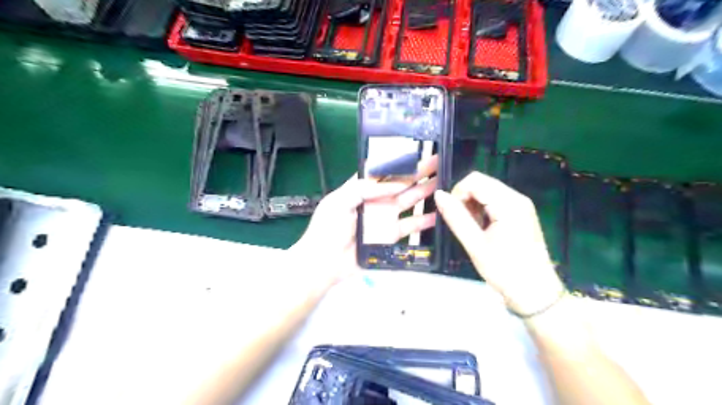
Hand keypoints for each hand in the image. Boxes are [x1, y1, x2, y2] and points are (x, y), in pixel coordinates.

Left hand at [289, 157, 439, 281]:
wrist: (325, 263)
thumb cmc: (328, 229)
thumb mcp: (339, 201)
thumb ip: (364, 187)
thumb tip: (395, 183)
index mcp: (361, 188)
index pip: (383, 171)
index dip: (399, 161)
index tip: (417, 152)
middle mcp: (375, 200)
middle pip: (400, 183)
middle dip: (418, 172)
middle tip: (438, 162)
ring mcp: (384, 217)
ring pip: (409, 201)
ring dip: (425, 191)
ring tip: (443, 182)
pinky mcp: (390, 235)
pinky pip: (410, 225)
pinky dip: (424, 220)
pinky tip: (438, 213)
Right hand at [431, 171, 567, 316]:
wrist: (535, 293)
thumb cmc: (505, 270)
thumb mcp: (475, 244)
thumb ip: (456, 217)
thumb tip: (438, 194)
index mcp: (509, 203)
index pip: (474, 180)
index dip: (457, 193)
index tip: (453, 216)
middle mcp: (517, 198)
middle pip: (482, 183)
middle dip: (465, 199)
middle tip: (463, 224)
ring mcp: (521, 205)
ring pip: (487, 191)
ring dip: (473, 205)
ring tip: (473, 229)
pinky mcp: (521, 213)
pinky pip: (495, 201)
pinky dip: (483, 210)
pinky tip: (482, 229)